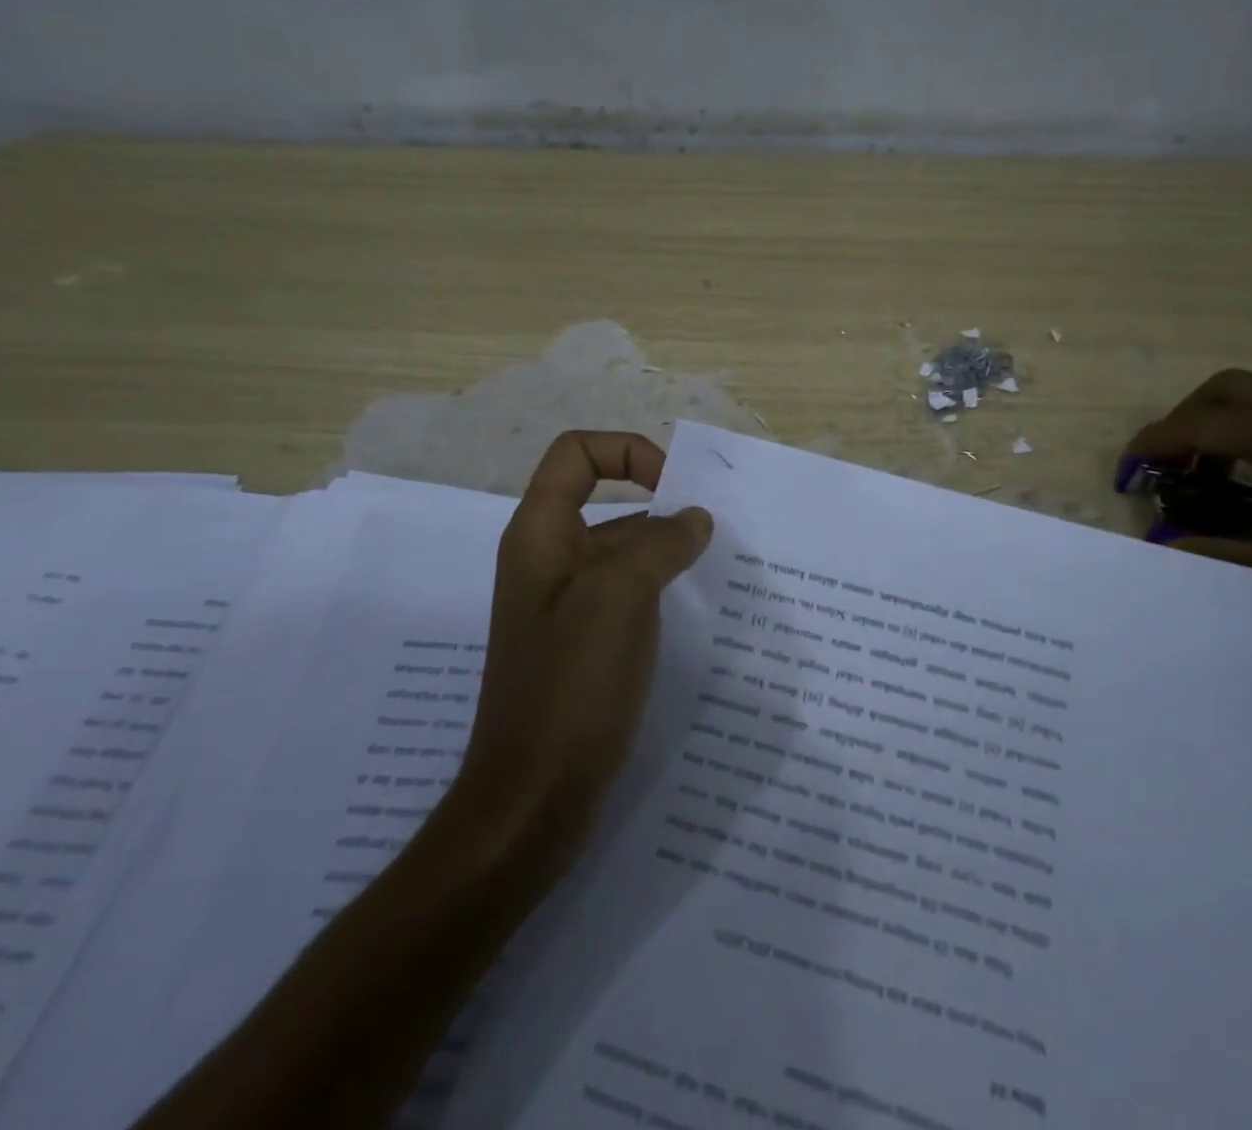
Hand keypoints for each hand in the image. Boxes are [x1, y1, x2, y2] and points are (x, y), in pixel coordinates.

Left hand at [458, 431, 712, 868]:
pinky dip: (661, 594)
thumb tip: (694, 519)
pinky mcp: (583, 646)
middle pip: (605, 501)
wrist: (531, 801)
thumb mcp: (619, 596)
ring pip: (622, 554)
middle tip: (717, 536)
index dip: (627, 451)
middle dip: (662, 508)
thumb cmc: (570, 685)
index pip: (577, 453)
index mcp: (540, 534)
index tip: (675, 487)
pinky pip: (626, 598)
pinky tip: (698, 616)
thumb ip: (661, 543)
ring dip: (668, 554)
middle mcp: (547, 560)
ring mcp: (565, 607)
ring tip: (721, 575)